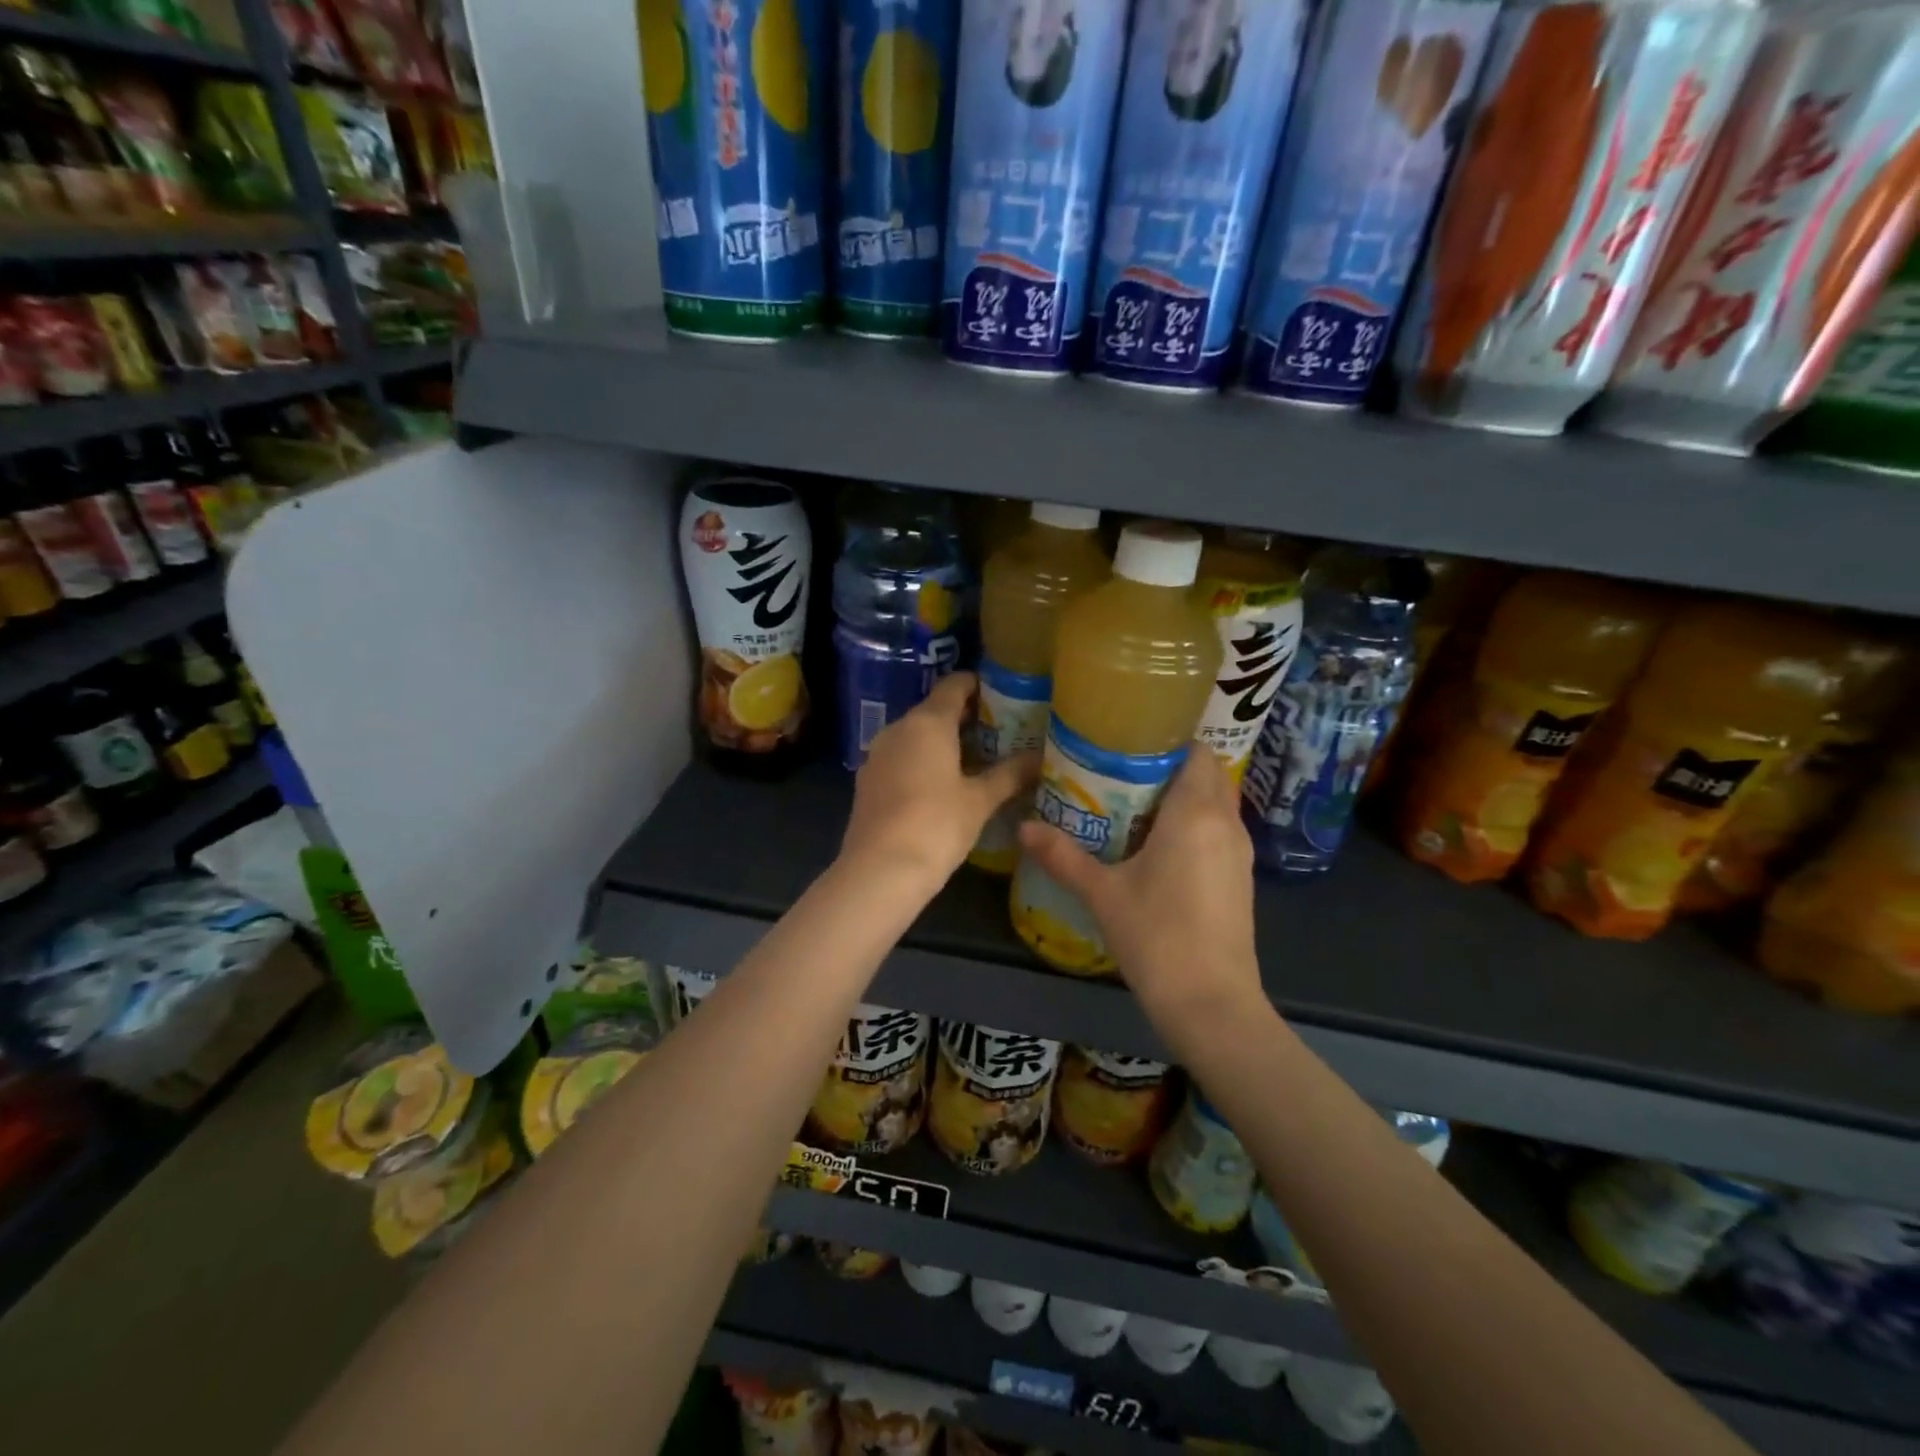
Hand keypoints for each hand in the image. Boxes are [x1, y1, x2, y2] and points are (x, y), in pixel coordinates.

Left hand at [841, 672, 1038, 894]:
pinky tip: (944, 784)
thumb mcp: (980, 800)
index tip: (1003, 695)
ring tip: (977, 759)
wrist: (880, 870)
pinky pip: (901, 758)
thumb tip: (1040, 758)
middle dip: (965, 717)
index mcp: (927, 722)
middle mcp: (898, 729)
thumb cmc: (936, 825)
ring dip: (943, 742)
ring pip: (916, 736)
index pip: (954, 685)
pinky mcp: (868, 780)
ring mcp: (878, 754)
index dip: (979, 685)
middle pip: (934, 710)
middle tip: (1000, 731)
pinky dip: (923, 761)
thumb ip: (1010, 774)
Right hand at [1017, 747, 1263, 1034]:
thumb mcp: (1102, 894)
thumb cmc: (1157, 937)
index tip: (1129, 743)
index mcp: (1195, 813)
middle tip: (1123, 772)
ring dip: (1184, 796)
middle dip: (1170, 766)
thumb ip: (1063, 856)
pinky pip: (1219, 831)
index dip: (1167, 740)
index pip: (1196, 751)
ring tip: (1135, 804)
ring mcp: (1239, 853)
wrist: (1212, 1004)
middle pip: (1207, 774)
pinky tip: (1158, 846)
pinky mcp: (1240, 879)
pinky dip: (1195, 824)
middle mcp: (1225, 823)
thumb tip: (1023, 827)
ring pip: (1216, 803)